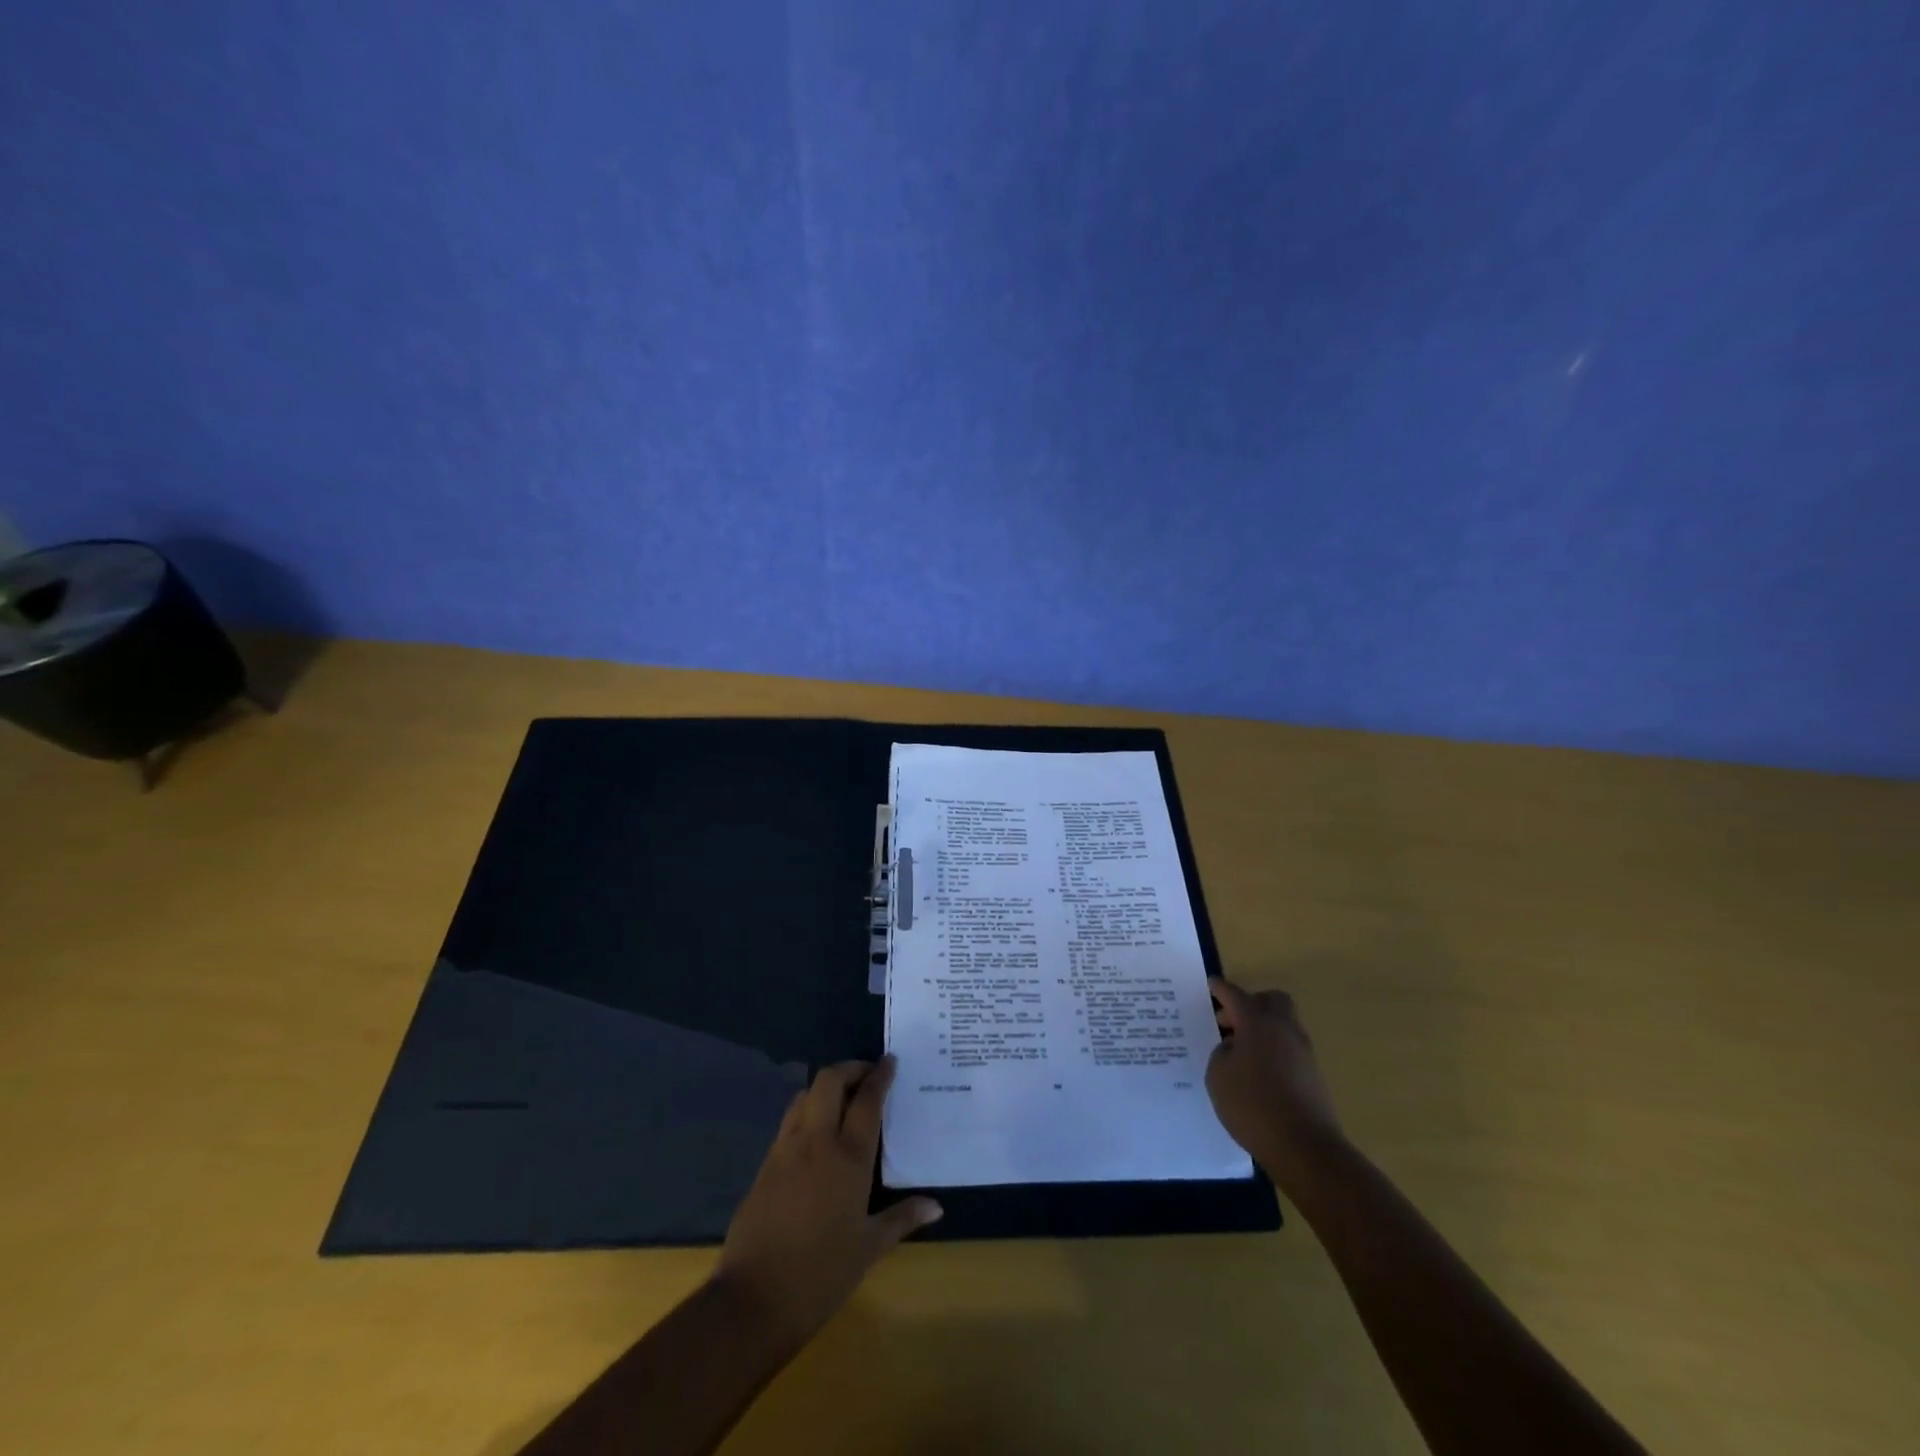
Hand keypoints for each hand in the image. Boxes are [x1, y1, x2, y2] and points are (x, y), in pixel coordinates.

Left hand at [713, 1057, 941, 1348]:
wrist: (754, 1300)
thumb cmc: (821, 1274)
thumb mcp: (868, 1248)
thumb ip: (902, 1219)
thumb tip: (936, 1207)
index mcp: (848, 1158)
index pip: (867, 1100)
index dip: (880, 1075)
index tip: (891, 1061)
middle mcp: (815, 1142)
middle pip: (829, 1081)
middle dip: (850, 1069)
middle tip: (867, 1076)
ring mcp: (785, 1150)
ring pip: (804, 1096)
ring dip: (825, 1088)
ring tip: (842, 1101)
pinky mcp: (765, 1165)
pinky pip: (789, 1121)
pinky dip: (806, 1113)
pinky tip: (816, 1135)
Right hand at [1205, 977, 1345, 1191]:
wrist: (1305, 1147)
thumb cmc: (1253, 1104)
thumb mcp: (1218, 1075)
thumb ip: (1222, 1053)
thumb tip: (1234, 1047)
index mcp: (1257, 1021)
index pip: (1234, 994)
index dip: (1219, 989)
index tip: (1210, 985)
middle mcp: (1283, 1028)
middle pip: (1270, 1000)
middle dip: (1249, 1004)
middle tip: (1229, 1022)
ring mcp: (1302, 1051)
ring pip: (1282, 1024)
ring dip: (1262, 1028)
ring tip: (1239, 1051)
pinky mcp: (1312, 1074)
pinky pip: (1288, 1048)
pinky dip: (1272, 1050)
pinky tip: (1256, 1072)